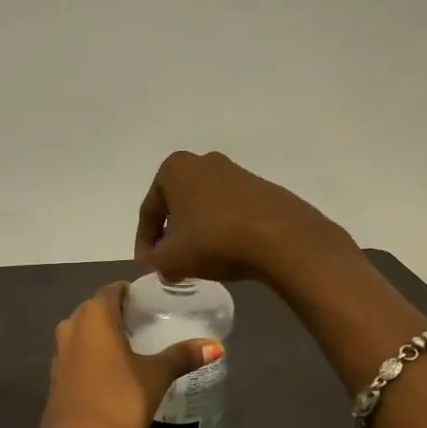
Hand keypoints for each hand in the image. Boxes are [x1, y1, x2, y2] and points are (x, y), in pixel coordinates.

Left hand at [34, 282, 222, 427]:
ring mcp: (60, 353)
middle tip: (150, 325)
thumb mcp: (156, 377)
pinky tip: (115, 373)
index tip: (154, 304)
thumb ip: (182, 356)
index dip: (133, 293)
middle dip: (121, 314)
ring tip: (136, 348)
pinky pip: (79, 355)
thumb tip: (215, 345)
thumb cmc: (118, 401)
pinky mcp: (57, 377)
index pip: (113, 290)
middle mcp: (72, 326)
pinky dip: (95, 356)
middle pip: (97, 309)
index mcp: (94, 316)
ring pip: (85, 333)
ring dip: (106, 336)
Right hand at [134, 150, 341, 283]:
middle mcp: (203, 162)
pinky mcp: (261, 188)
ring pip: (203, 207)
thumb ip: (154, 261)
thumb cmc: (215, 240)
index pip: (149, 210)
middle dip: (171, 235)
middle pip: (177, 205)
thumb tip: (154, 262)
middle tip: (170, 263)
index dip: (144, 242)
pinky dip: (221, 230)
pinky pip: (229, 211)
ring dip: (196, 233)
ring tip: (198, 262)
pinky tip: (225, 252)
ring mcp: (235, 172)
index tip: (148, 265)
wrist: (282, 237)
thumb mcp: (172, 259)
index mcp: (175, 169)